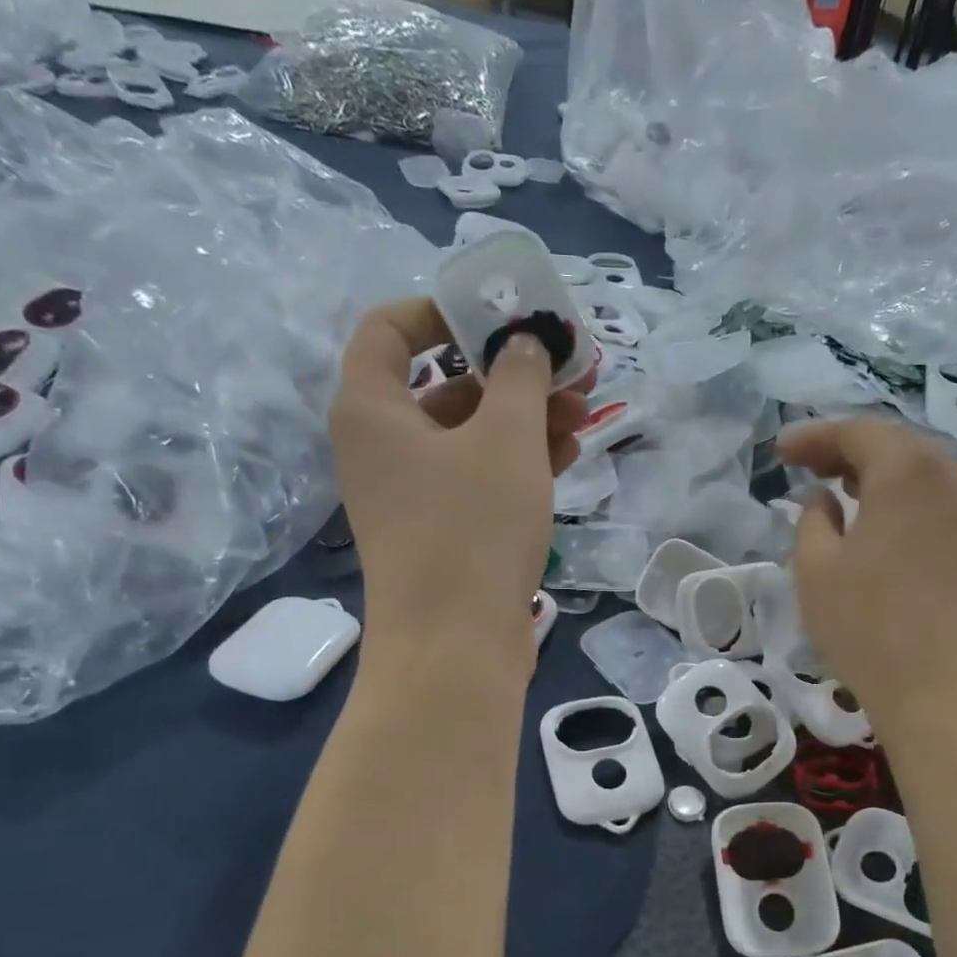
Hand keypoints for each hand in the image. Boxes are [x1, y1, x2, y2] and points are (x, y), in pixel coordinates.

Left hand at [332, 298, 587, 639]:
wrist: (456, 646)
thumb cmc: (472, 527)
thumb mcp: (506, 438)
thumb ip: (519, 376)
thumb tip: (524, 344)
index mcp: (372, 408)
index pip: (390, 329)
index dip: (443, 311)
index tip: (500, 316)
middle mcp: (382, 446)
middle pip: (443, 384)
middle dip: (509, 371)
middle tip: (568, 367)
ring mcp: (412, 493)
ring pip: (469, 434)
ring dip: (524, 417)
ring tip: (584, 411)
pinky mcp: (442, 530)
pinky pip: (477, 477)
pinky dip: (517, 460)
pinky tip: (569, 452)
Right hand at [778, 418, 956, 727]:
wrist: (941, 689)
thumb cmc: (867, 625)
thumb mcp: (815, 568)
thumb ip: (812, 519)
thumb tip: (824, 499)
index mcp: (906, 472)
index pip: (857, 433)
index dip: (814, 437)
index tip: (780, 451)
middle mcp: (949, 478)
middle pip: (895, 444)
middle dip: (847, 449)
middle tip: (807, 465)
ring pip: (921, 471)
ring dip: (878, 472)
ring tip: (840, 488)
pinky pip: (937, 499)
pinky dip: (903, 496)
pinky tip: (880, 520)